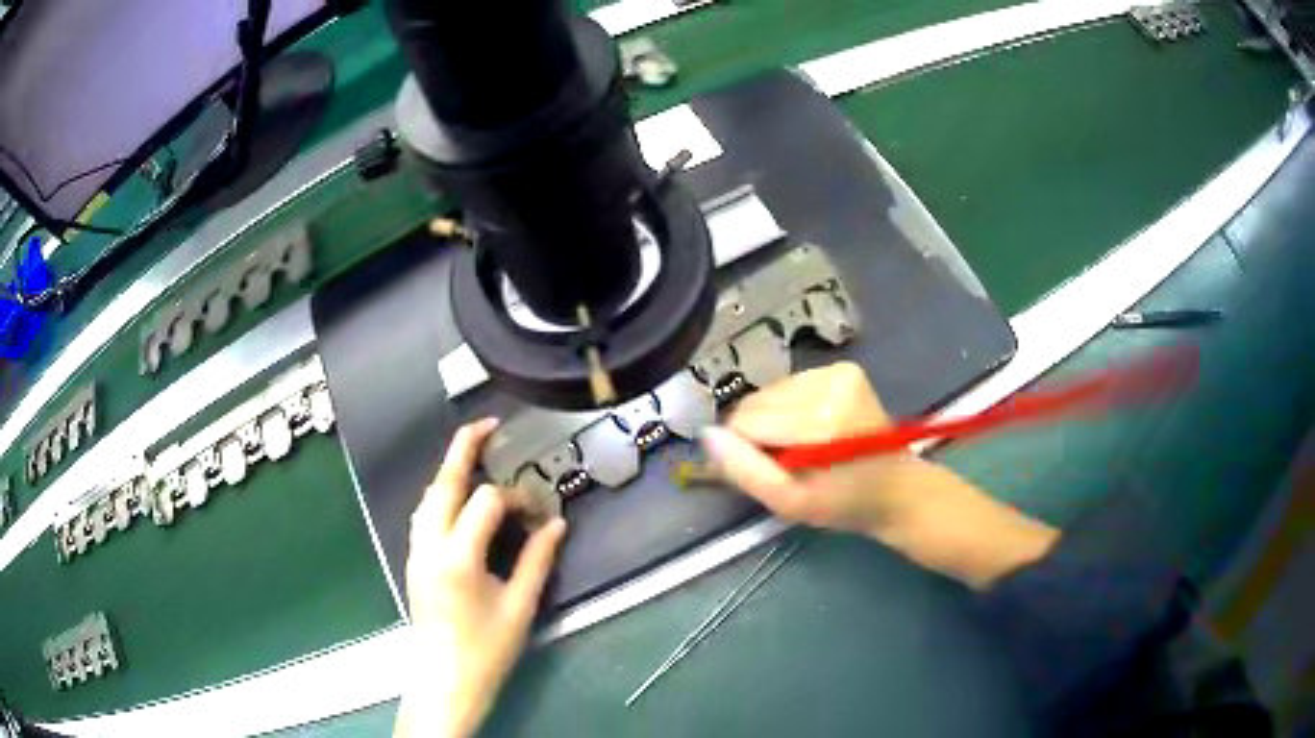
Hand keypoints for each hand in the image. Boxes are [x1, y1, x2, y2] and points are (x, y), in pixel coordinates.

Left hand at [396, 418, 567, 737]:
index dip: (516, 498)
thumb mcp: (520, 607)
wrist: (445, 681)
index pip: (485, 502)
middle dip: (463, 449)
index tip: (539, 514)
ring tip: (473, 456)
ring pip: (427, 498)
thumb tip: (556, 524)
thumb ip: (537, 560)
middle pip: (442, 484)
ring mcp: (415, 553)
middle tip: (487, 425)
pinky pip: (423, 515)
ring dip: (448, 472)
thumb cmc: (486, 649)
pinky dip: (440, 495)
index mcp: (457, 557)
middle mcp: (428, 546)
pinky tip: (457, 498)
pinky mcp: (413, 562)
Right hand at [700, 362, 927, 536]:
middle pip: (756, 402)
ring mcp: (839, 372)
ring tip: (799, 447)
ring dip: (772, 420)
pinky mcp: (843, 369)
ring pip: (769, 393)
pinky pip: (789, 385)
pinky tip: (810, 429)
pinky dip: (789, 408)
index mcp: (822, 422)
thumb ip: (744, 470)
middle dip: (758, 434)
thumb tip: (706, 435)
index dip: (745, 451)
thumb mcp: (788, 502)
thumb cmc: (843, 503)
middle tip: (784, 463)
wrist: (895, 489)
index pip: (746, 422)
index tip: (764, 473)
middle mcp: (831, 385)